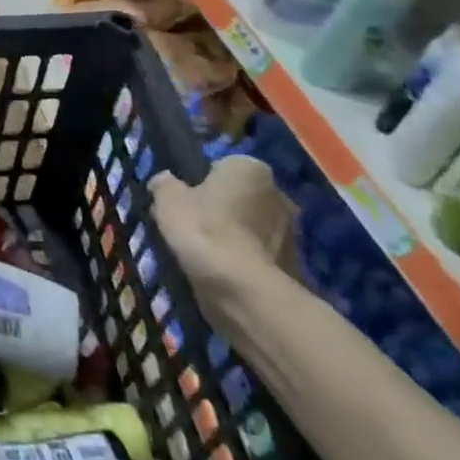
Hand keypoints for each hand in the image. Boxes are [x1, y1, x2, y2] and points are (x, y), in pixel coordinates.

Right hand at [149, 156, 296, 294]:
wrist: (244, 291)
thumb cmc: (204, 230)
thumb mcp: (166, 199)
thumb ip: (164, 184)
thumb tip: (165, 182)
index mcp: (250, 168)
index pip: (219, 167)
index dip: (197, 183)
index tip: (182, 201)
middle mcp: (279, 193)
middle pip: (238, 197)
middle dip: (220, 209)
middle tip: (191, 227)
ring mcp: (293, 232)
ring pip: (250, 227)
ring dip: (233, 236)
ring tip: (204, 255)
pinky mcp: (295, 266)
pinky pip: (259, 256)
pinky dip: (243, 261)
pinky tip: (222, 274)